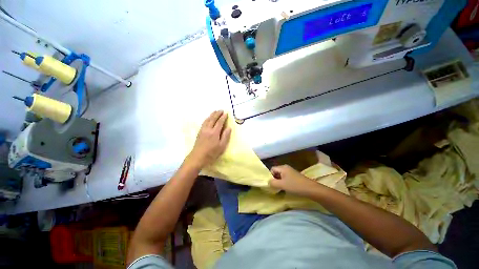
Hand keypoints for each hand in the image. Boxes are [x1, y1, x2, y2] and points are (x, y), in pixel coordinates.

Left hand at [187, 111, 231, 168]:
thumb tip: (229, 127)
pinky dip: (207, 118)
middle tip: (221, 110)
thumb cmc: (211, 153)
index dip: (223, 117)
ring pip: (207, 120)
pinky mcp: (199, 132)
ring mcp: (202, 130)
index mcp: (214, 132)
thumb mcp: (221, 146)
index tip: (226, 113)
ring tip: (215, 112)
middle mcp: (208, 129)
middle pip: (213, 119)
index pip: (219, 122)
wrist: (197, 157)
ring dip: (212, 115)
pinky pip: (204, 122)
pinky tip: (208, 119)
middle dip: (217, 114)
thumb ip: (225, 136)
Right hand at [268, 165, 318, 195]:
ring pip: (281, 176)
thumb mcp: (282, 185)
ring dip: (279, 182)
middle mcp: (286, 168)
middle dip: (274, 179)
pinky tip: (286, 188)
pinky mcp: (294, 176)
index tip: (271, 184)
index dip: (270, 176)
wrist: (311, 189)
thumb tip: (268, 182)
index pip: (272, 169)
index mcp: (282, 167)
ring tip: (280, 188)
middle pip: (276, 172)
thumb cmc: (295, 186)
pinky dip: (284, 182)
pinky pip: (285, 178)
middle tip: (275, 187)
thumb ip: (272, 183)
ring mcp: (291, 172)